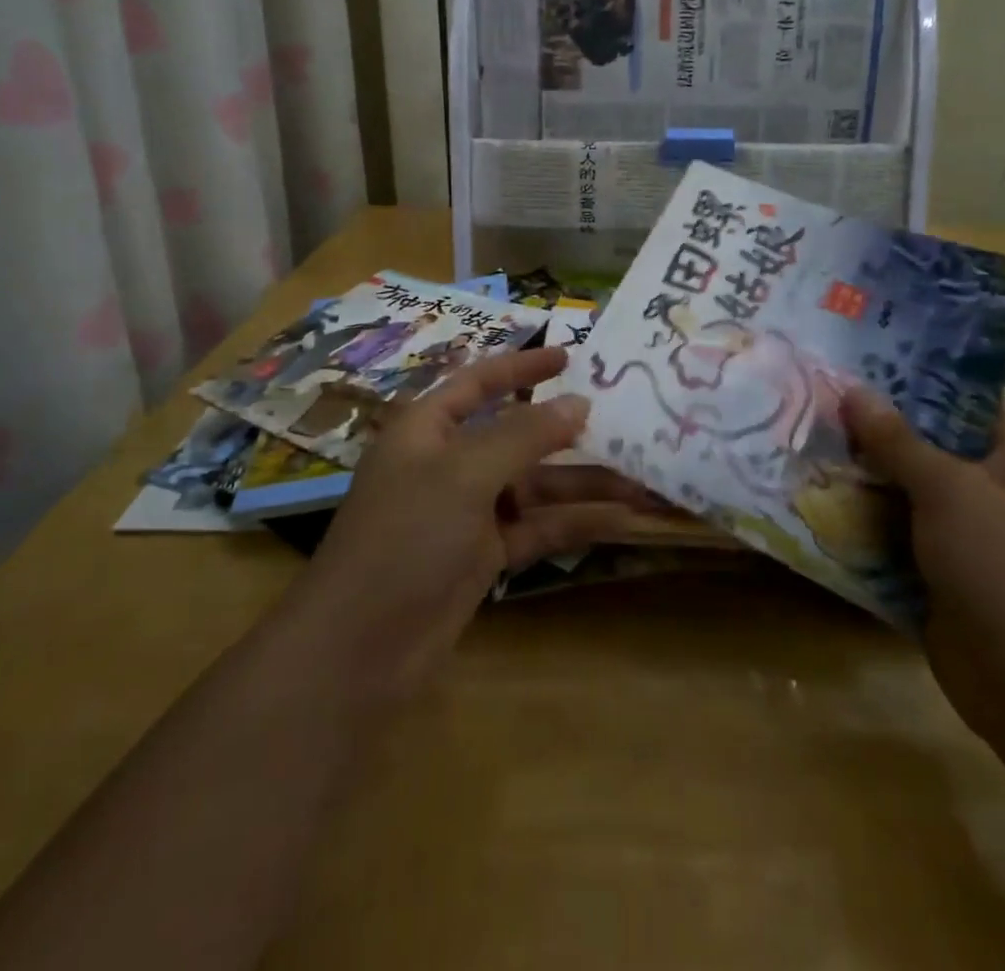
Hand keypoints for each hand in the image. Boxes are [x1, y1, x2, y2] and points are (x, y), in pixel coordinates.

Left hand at [289, 347, 662, 701]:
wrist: (361, 648)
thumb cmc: (407, 536)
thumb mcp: (465, 473)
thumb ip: (525, 434)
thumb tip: (579, 403)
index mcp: (429, 428)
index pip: (480, 383)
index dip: (523, 368)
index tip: (570, 356)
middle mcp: (449, 463)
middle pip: (517, 436)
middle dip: (568, 432)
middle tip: (624, 421)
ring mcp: (468, 512)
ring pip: (535, 486)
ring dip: (584, 484)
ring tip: (642, 482)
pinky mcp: (485, 555)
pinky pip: (537, 527)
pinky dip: (574, 523)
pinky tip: (620, 520)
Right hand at [842, 389, 1004, 746]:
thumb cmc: (1001, 564)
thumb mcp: (947, 489)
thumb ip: (897, 439)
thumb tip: (852, 389)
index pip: (966, 397)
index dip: (918, 376)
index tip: (863, 359)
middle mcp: (993, 485)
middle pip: (928, 441)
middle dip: (876, 425)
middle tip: (821, 395)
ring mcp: (965, 530)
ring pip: (905, 486)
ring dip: (863, 472)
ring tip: (808, 437)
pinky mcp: (939, 567)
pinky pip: (895, 529)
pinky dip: (863, 517)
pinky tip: (817, 495)